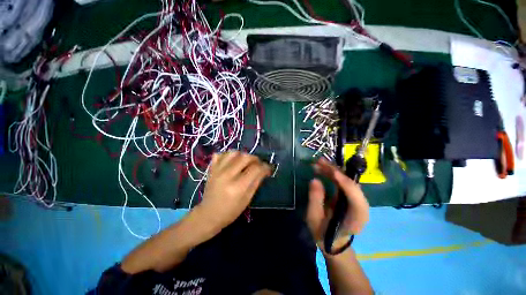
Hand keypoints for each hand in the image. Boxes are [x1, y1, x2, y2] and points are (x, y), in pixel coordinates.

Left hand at [195, 151, 270, 230]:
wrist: (208, 214)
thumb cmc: (231, 211)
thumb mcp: (247, 199)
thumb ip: (256, 182)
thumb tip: (264, 170)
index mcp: (238, 187)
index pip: (256, 169)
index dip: (265, 167)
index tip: (268, 169)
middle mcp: (227, 175)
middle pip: (246, 157)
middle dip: (256, 159)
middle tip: (258, 165)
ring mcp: (217, 170)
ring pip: (234, 152)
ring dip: (243, 155)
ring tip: (245, 162)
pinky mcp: (211, 169)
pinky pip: (220, 154)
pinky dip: (228, 155)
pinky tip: (232, 162)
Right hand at [306, 158, 369, 247]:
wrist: (333, 242)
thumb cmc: (323, 233)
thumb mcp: (314, 218)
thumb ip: (315, 200)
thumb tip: (315, 180)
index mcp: (356, 217)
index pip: (356, 197)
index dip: (344, 182)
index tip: (331, 172)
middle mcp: (360, 206)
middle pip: (351, 184)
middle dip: (335, 171)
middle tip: (319, 162)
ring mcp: (355, 199)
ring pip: (346, 180)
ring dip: (332, 170)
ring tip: (317, 163)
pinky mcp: (349, 196)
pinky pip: (342, 182)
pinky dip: (332, 174)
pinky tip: (322, 169)